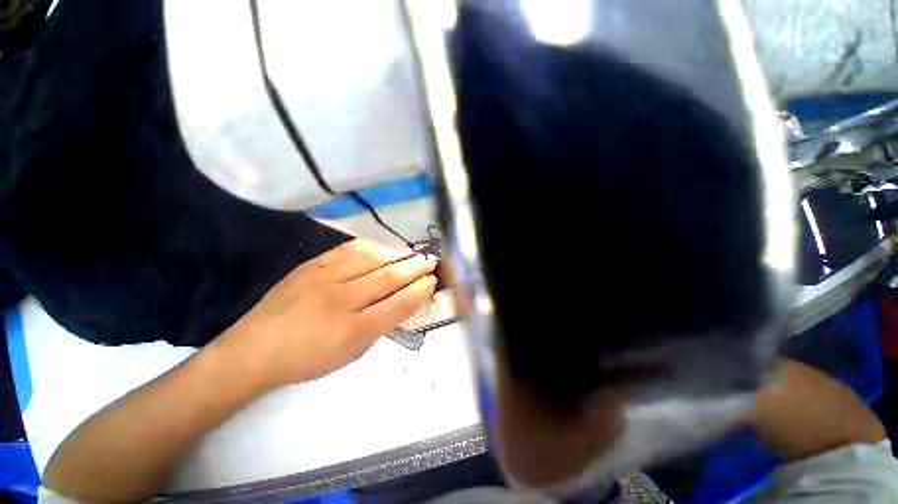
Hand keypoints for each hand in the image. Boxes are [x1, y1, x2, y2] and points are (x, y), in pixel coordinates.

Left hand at [216, 239, 437, 390]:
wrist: (253, 350)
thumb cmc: (306, 359)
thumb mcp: (350, 354)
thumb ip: (378, 327)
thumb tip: (399, 302)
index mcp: (352, 331)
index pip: (397, 304)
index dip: (419, 291)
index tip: (432, 280)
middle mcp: (341, 300)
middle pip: (388, 277)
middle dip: (414, 267)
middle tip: (430, 261)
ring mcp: (324, 278)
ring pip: (371, 259)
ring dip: (396, 254)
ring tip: (411, 253)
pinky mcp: (311, 265)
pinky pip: (348, 250)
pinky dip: (370, 247)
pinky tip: (382, 247)